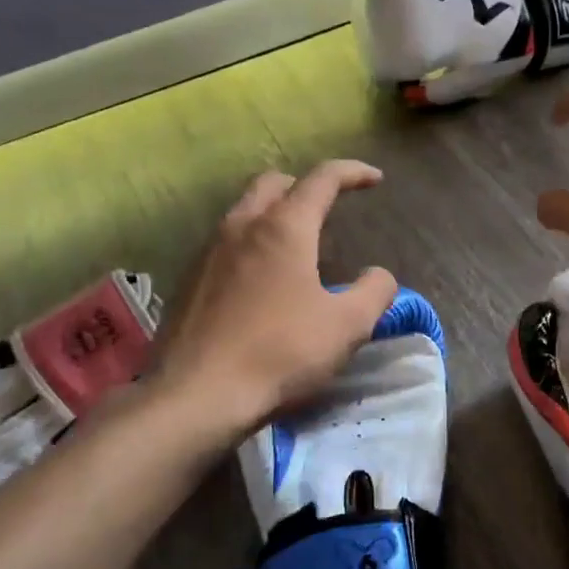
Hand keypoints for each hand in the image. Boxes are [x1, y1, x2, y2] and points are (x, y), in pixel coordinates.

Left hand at [149, 160, 398, 440]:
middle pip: (274, 183)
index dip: (353, 173)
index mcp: (284, 228)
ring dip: (274, 214)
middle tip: (328, 208)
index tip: (375, 179)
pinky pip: (225, 243)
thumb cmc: (280, 353)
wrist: (196, 396)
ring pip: (244, 211)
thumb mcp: (347, 326)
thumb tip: (379, 275)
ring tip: (296, 245)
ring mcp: (208, 252)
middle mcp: (242, 226)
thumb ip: (374, 291)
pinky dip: (251, 243)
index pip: (322, 179)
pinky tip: (261, 281)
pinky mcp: (188, 280)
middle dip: (305, 186)